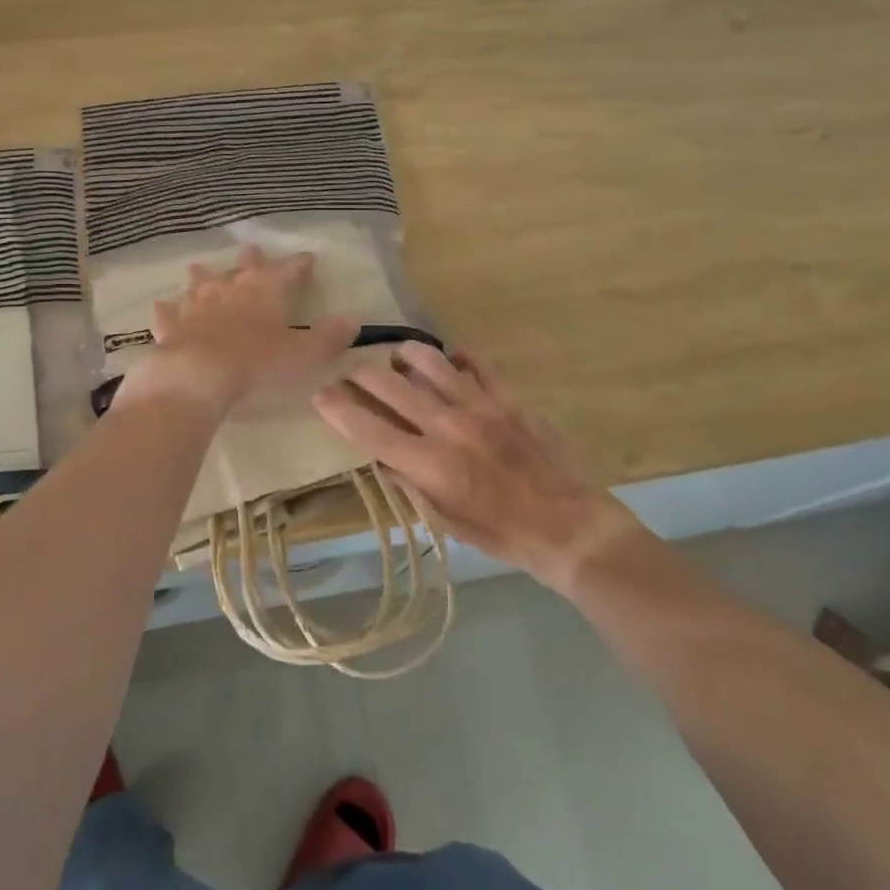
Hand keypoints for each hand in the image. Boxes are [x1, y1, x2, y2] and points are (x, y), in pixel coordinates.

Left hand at [119, 246, 358, 413]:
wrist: (197, 375)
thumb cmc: (257, 362)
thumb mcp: (304, 353)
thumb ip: (329, 337)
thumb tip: (355, 319)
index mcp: (264, 291)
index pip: (286, 270)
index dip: (298, 264)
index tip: (308, 257)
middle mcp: (229, 290)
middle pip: (241, 269)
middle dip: (250, 260)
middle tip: (251, 249)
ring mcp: (196, 307)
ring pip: (200, 285)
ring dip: (202, 277)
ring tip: (198, 268)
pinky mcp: (171, 327)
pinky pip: (168, 315)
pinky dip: (167, 310)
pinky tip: (162, 306)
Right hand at [313, 344, 637, 595]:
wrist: (569, 525)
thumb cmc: (501, 534)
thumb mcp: (445, 522)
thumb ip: (409, 483)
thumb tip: (381, 455)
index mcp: (430, 464)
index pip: (368, 427)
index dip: (337, 408)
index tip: (320, 394)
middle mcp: (448, 426)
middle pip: (390, 385)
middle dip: (361, 374)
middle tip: (351, 373)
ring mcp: (481, 405)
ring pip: (429, 361)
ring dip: (404, 355)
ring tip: (396, 358)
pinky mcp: (508, 397)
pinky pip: (475, 363)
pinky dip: (455, 358)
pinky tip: (449, 362)